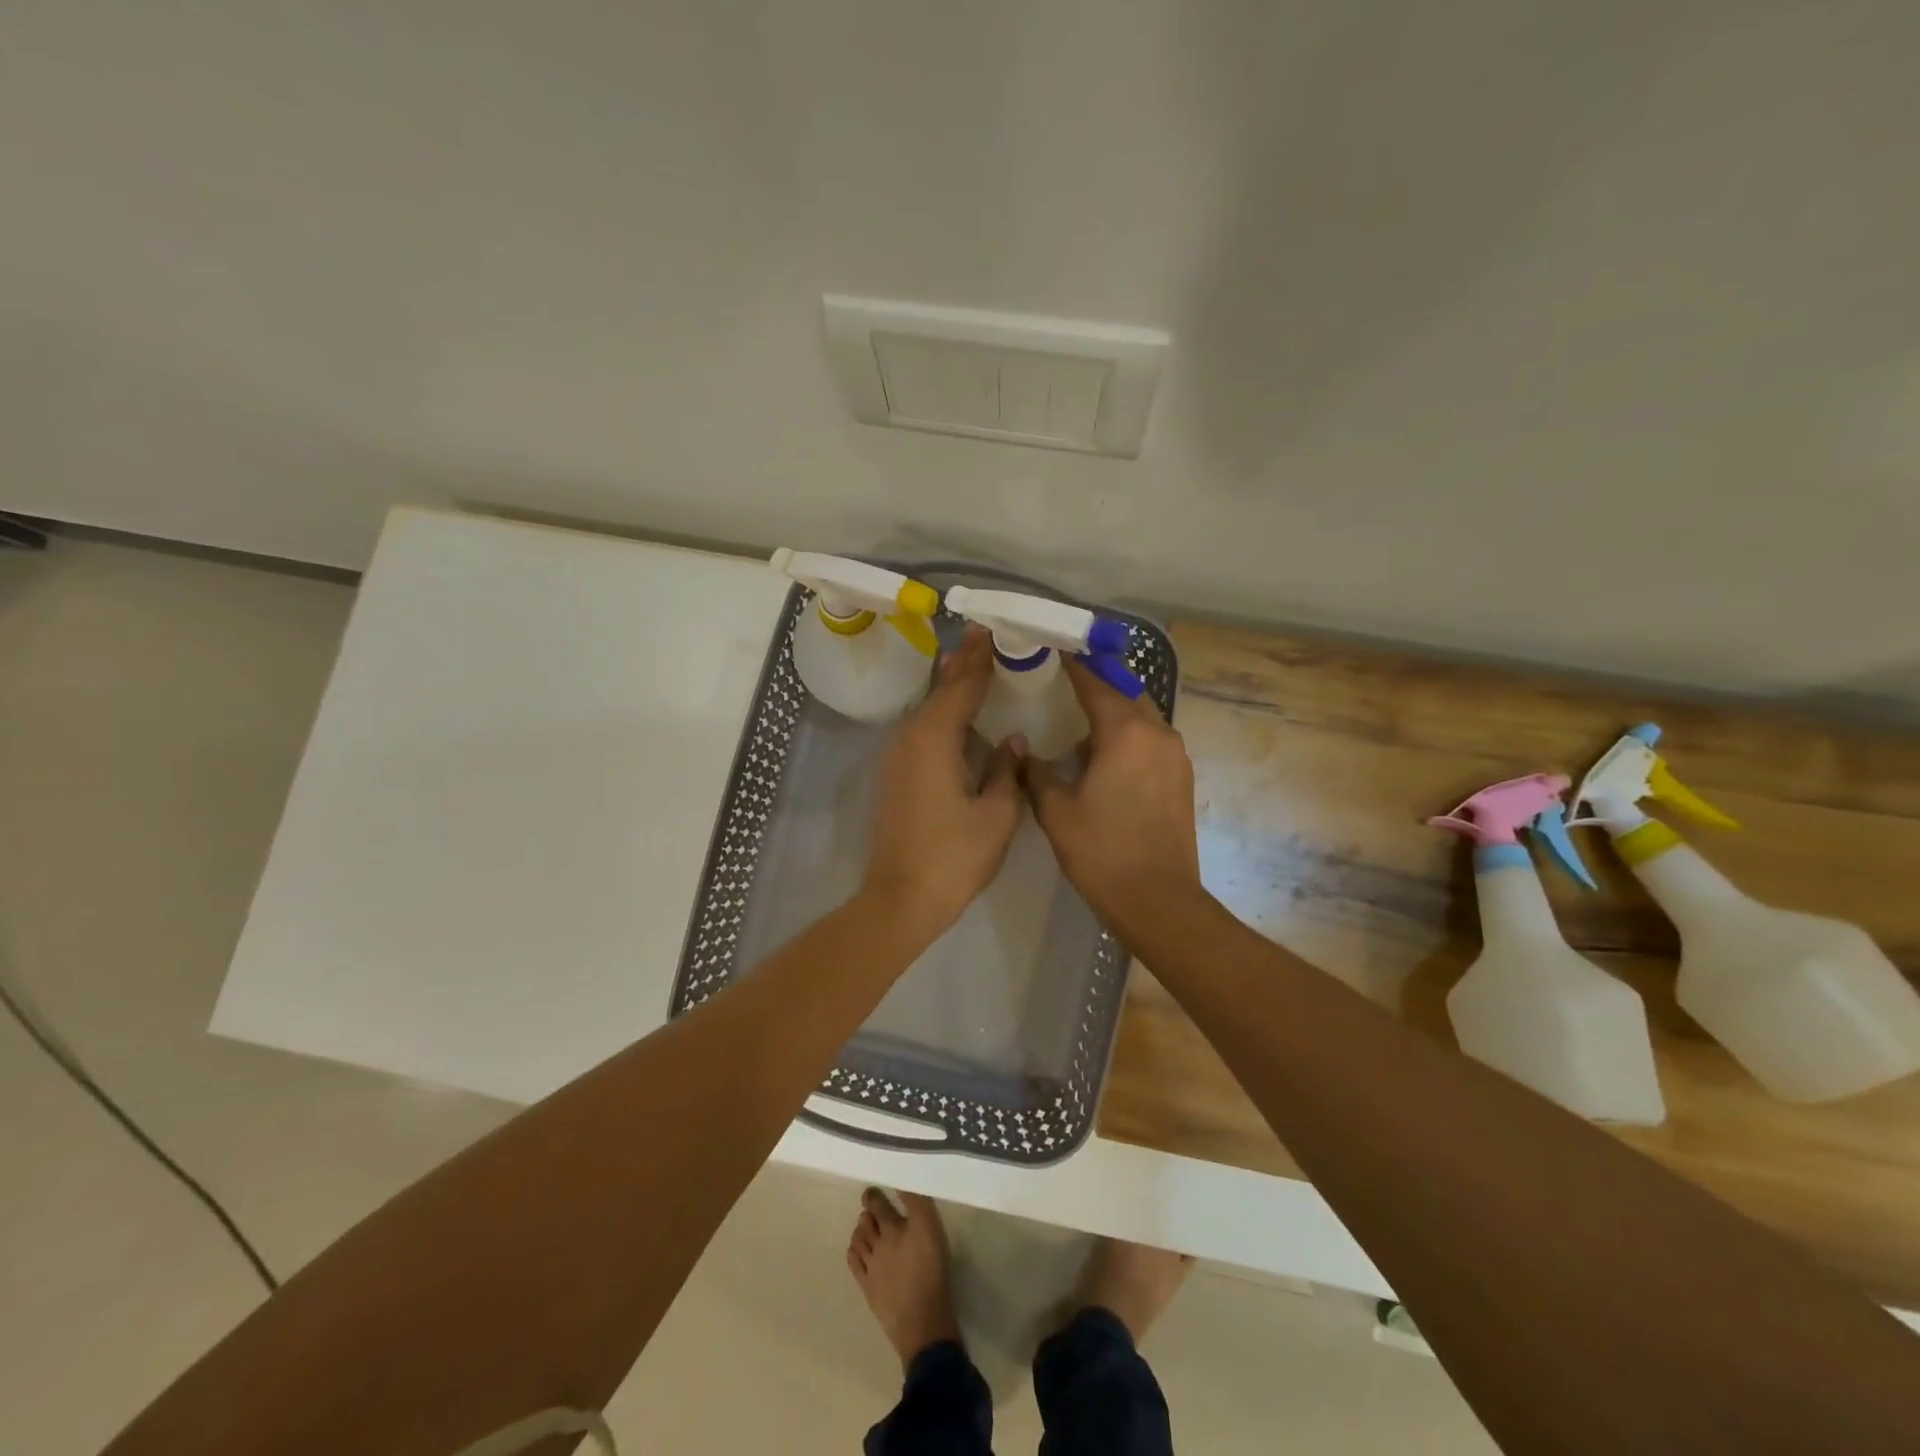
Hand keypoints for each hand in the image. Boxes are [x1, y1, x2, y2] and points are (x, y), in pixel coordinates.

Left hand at [861, 629, 1023, 936]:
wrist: (901, 898)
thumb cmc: (954, 856)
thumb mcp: (996, 814)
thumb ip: (1007, 771)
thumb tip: (1012, 741)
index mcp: (935, 738)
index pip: (962, 685)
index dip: (980, 657)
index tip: (992, 628)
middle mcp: (910, 737)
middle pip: (941, 690)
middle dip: (964, 663)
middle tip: (984, 634)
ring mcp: (899, 756)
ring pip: (930, 709)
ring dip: (951, 686)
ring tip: (974, 662)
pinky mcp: (897, 774)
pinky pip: (924, 730)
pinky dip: (943, 713)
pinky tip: (958, 713)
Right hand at [1020, 657, 1202, 933]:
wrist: (1157, 900)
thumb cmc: (1101, 851)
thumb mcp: (1056, 811)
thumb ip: (1036, 773)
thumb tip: (1023, 751)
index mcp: (1126, 732)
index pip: (1095, 682)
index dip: (1073, 664)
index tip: (1054, 647)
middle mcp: (1158, 733)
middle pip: (1126, 692)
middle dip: (1098, 684)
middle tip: (1065, 682)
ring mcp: (1176, 756)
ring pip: (1142, 717)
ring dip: (1115, 713)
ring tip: (1081, 723)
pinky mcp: (1181, 778)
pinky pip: (1152, 741)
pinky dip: (1129, 737)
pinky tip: (1105, 758)